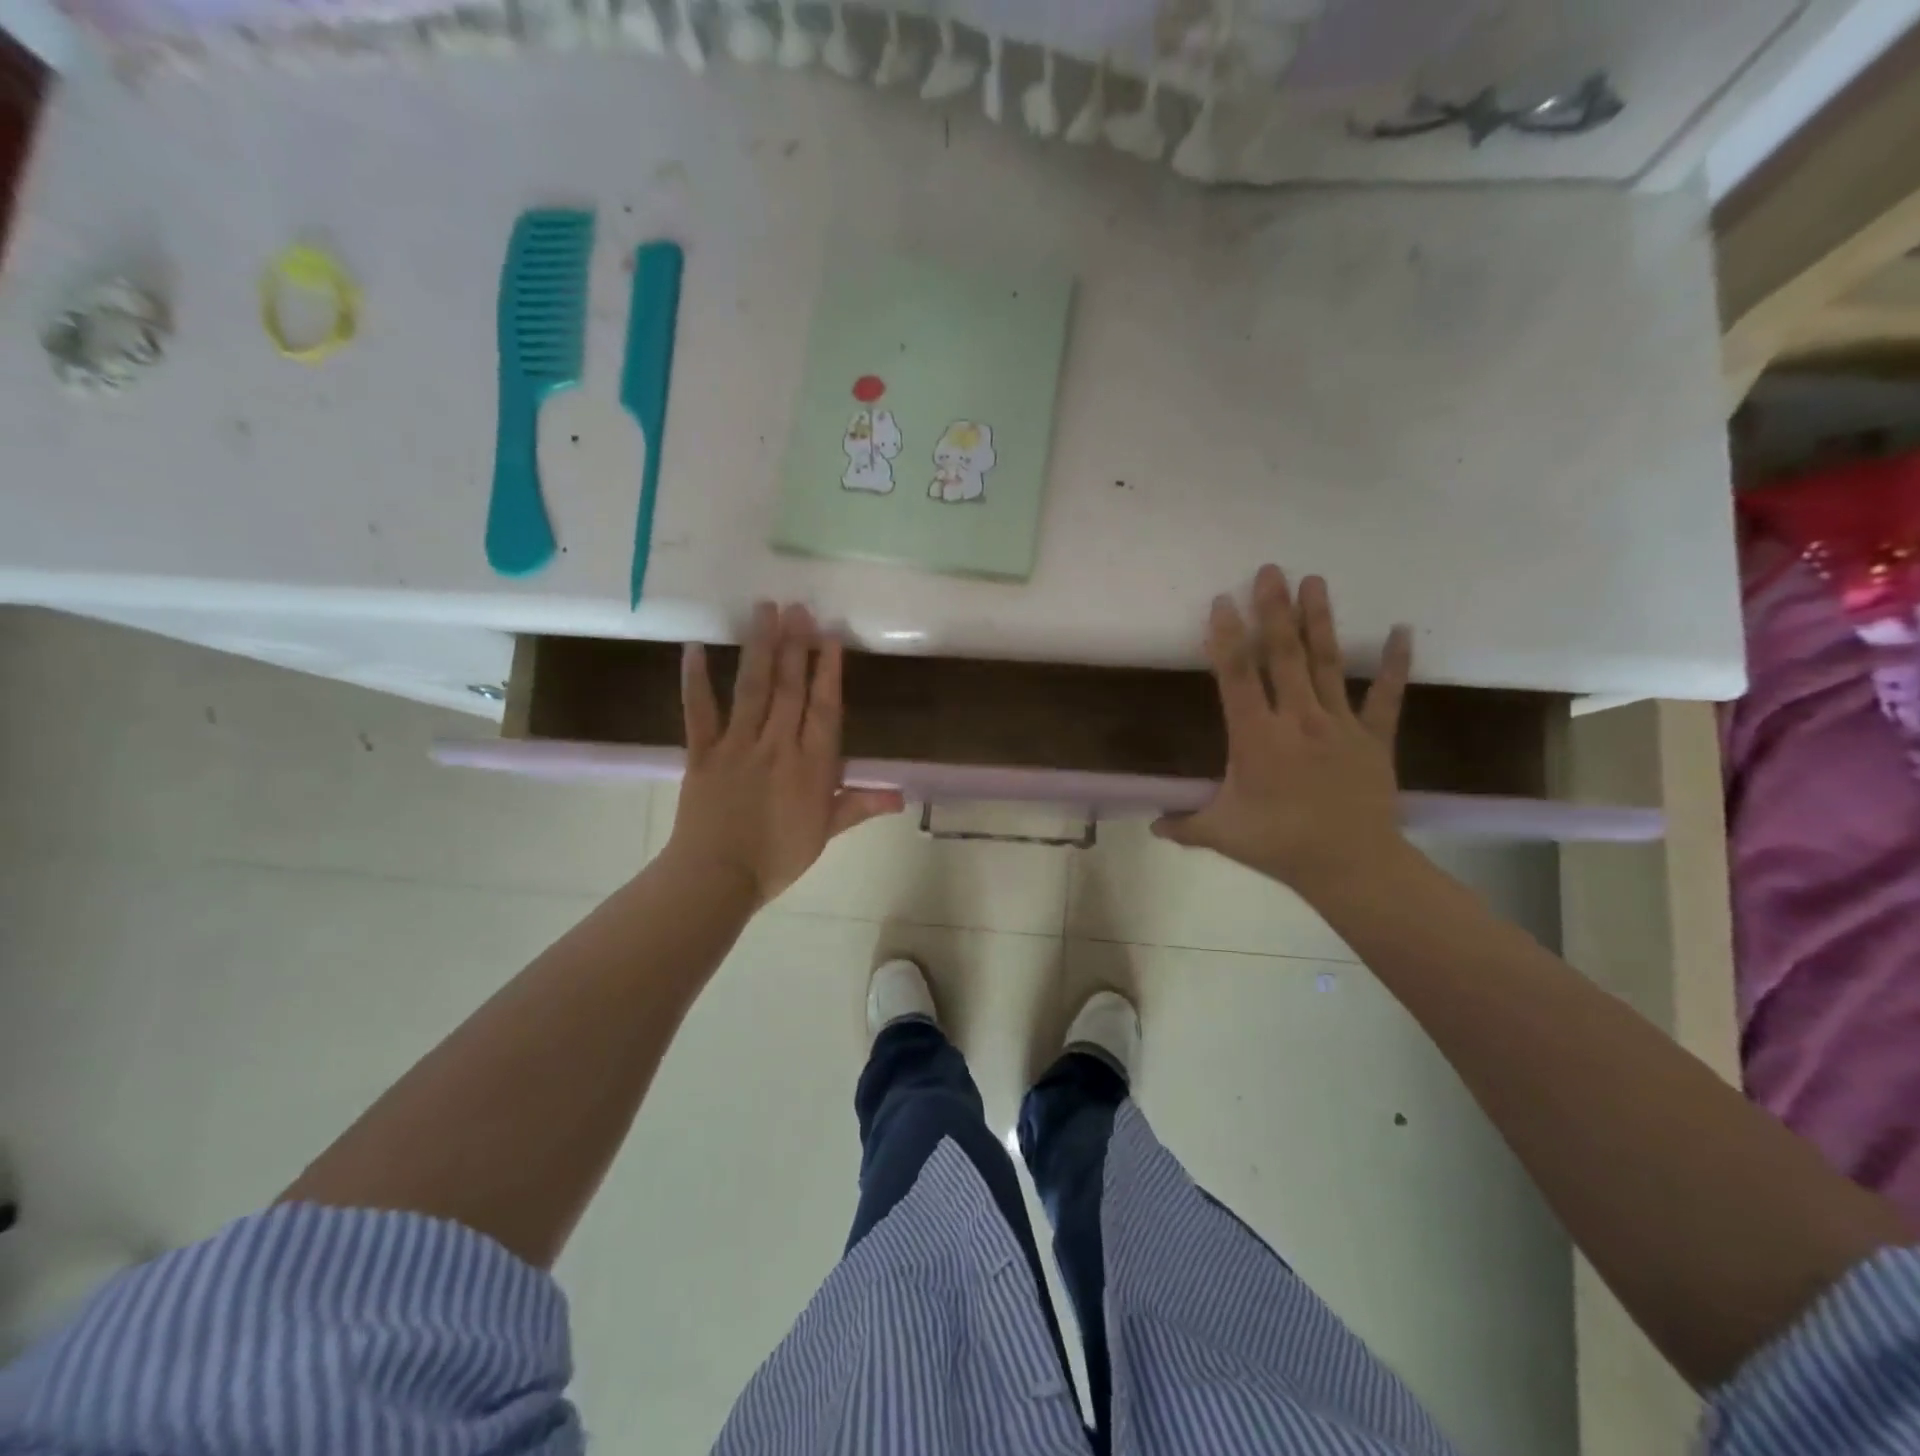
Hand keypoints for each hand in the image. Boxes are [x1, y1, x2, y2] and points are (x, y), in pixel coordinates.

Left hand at [665, 602, 904, 904]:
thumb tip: (902, 795)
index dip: (828, 672)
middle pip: (789, 688)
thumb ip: (860, 804)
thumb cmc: (778, 858)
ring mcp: (737, 745)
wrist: (718, 877)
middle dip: (795, 646)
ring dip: (760, 647)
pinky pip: (698, 711)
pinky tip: (696, 648)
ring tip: (766, 610)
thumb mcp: (826, 832)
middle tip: (799, 607)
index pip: (824, 709)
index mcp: (811, 765)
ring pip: (752, 688)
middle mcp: (777, 745)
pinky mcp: (702, 752)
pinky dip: (695, 680)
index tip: (830, 637)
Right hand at [1153, 567, 1411, 891]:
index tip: (1222, 601)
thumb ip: (1184, 824)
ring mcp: (1339, 723)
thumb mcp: (1221, 834)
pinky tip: (1404, 630)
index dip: (1227, 637)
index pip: (1237, 677)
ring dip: (1318, 620)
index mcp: (1256, 737)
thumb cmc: (1279, 844)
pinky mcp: (1374, 736)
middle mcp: (1297, 719)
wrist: (1351, 864)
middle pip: (1283, 655)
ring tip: (1314, 580)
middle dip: (1274, 610)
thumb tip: (1150, 826)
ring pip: (1325, 663)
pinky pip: (1386, 695)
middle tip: (1270, 570)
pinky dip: (1395, 664)